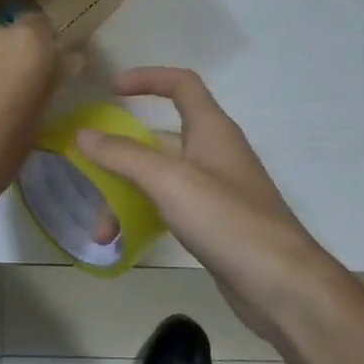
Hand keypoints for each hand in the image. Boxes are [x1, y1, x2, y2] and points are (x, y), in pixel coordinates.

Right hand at [76, 68, 324, 346]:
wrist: (280, 284)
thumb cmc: (227, 221)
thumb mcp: (170, 182)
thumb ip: (124, 155)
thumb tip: (83, 134)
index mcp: (212, 130)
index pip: (181, 85)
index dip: (146, 79)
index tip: (109, 90)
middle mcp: (213, 153)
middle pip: (158, 140)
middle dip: (119, 157)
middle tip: (87, 175)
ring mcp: (214, 190)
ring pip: (158, 179)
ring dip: (125, 197)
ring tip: (101, 233)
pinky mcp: (212, 222)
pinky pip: (167, 206)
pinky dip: (142, 216)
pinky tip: (123, 241)